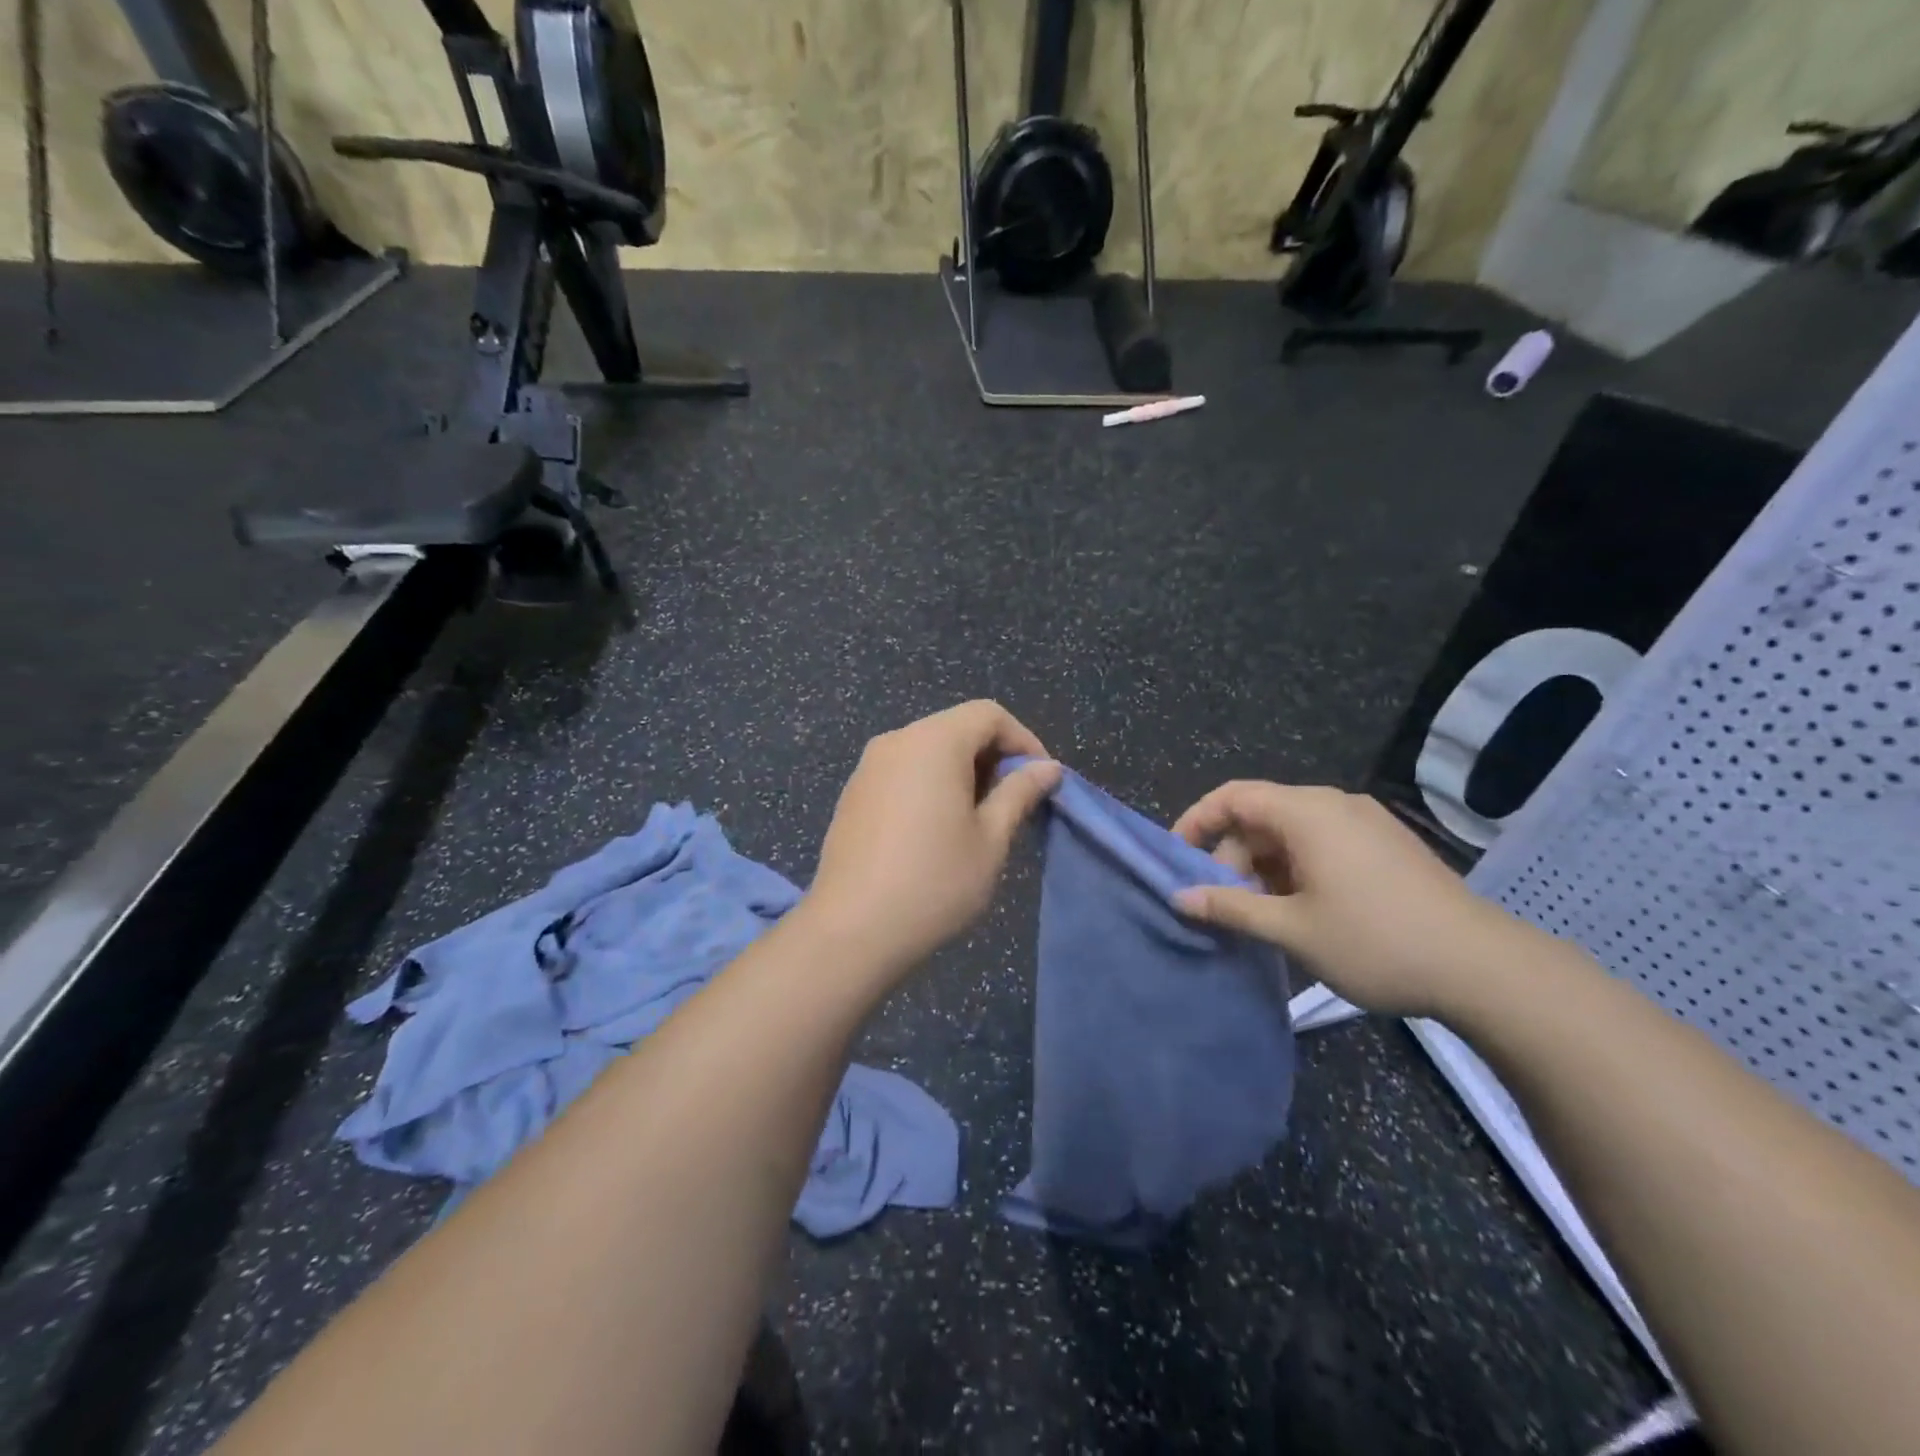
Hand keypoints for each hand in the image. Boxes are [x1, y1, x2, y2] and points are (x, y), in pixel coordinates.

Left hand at [802, 701, 1060, 978]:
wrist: (852, 929)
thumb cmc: (934, 881)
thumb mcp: (991, 838)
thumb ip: (1020, 793)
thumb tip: (1047, 767)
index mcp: (934, 742)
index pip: (988, 715)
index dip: (1023, 740)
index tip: (1040, 781)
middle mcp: (896, 741)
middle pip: (956, 728)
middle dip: (992, 757)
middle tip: (1013, 804)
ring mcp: (868, 767)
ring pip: (928, 750)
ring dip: (961, 772)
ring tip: (978, 820)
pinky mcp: (853, 794)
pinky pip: (902, 771)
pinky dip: (930, 784)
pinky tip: (936, 830)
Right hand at [1171, 783, 1518, 1018]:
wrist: (1485, 968)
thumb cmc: (1376, 942)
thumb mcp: (1292, 930)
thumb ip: (1231, 908)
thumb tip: (1181, 898)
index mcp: (1307, 812)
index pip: (1233, 797)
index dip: (1197, 822)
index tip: (1177, 859)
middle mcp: (1335, 804)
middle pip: (1262, 815)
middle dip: (1234, 856)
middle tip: (1227, 905)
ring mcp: (1366, 822)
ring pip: (1292, 832)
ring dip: (1265, 867)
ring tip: (1265, 916)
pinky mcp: (1387, 845)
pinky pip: (1323, 842)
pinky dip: (1297, 868)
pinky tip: (1304, 911)